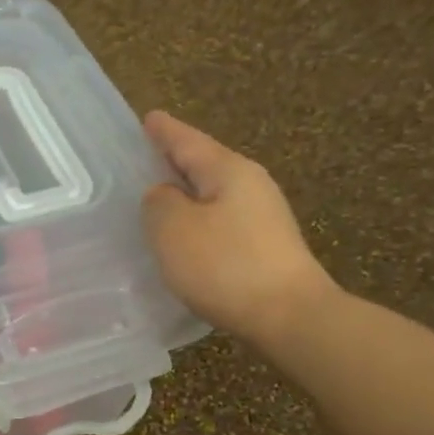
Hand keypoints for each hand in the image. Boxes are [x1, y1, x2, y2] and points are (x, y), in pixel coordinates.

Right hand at [140, 111, 338, 345]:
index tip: (147, 118)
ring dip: (185, 195)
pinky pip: (220, 222)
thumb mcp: (173, 229)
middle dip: (175, 161)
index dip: (164, 131)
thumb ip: (158, 202)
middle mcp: (250, 185)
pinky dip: (197, 222)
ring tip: (156, 200)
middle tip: (144, 158)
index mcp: (228, 170)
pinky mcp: (264, 247)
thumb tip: (164, 195)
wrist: (289, 316)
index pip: (188, 141)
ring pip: (212, 195)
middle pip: (204, 165)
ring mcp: (262, 217)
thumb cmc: (224, 265)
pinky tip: (183, 237)